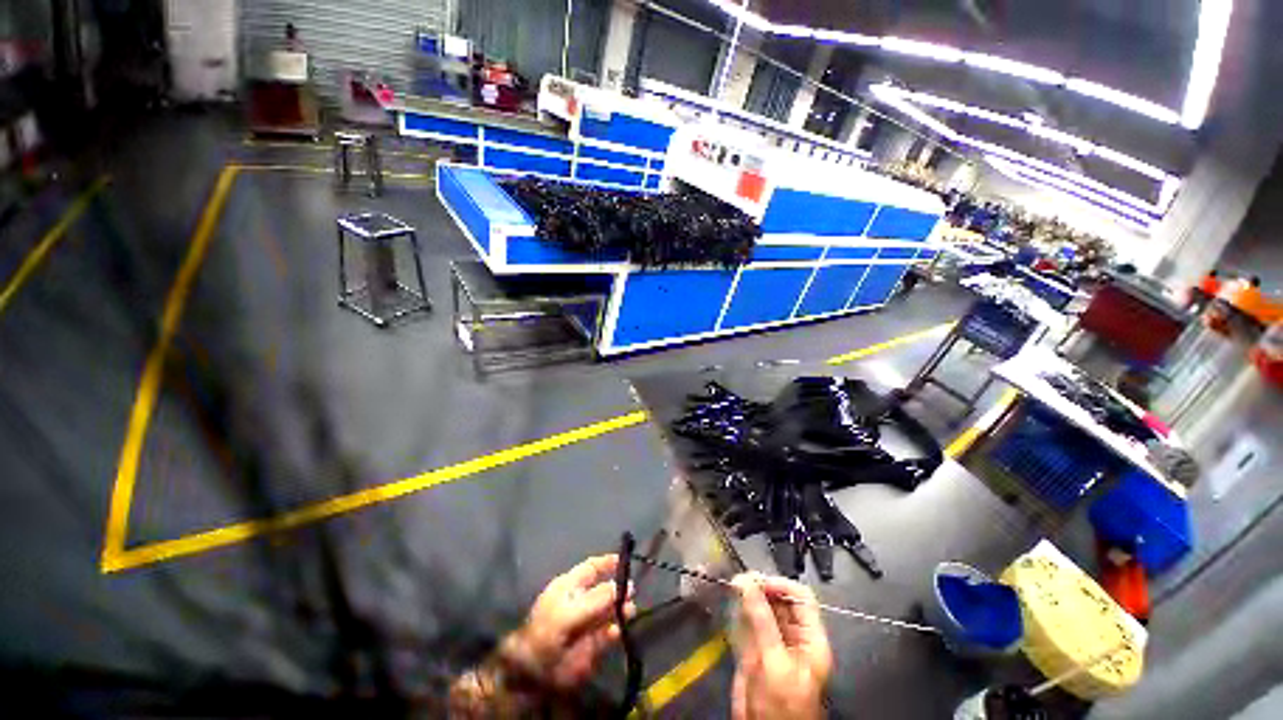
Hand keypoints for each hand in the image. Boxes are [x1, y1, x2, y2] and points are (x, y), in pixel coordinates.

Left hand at [504, 554, 635, 690]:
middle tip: (631, 591)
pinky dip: (616, 630)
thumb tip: (621, 586)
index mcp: (570, 587)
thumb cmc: (546, 633)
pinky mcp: (592, 645)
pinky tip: (619, 631)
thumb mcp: (568, 612)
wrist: (533, 674)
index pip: (591, 568)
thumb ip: (596, 599)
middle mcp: (581, 601)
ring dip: (621, 608)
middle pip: (604, 589)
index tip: (624, 560)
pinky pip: (609, 633)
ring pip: (609, 610)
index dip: (607, 563)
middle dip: (618, 588)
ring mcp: (587, 623)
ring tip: (629, 611)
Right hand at [731, 573, 832, 719]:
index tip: (757, 581)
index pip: (801, 598)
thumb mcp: (775, 661)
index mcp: (810, 638)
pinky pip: (748, 623)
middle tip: (739, 580)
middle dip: (760, 588)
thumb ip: (762, 620)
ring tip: (732, 586)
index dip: (780, 585)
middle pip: (780, 601)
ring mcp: (772, 643)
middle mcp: (793, 636)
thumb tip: (746, 581)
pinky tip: (730, 604)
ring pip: (762, 610)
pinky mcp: (754, 650)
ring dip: (748, 597)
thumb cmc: (782, 703)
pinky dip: (739, 611)